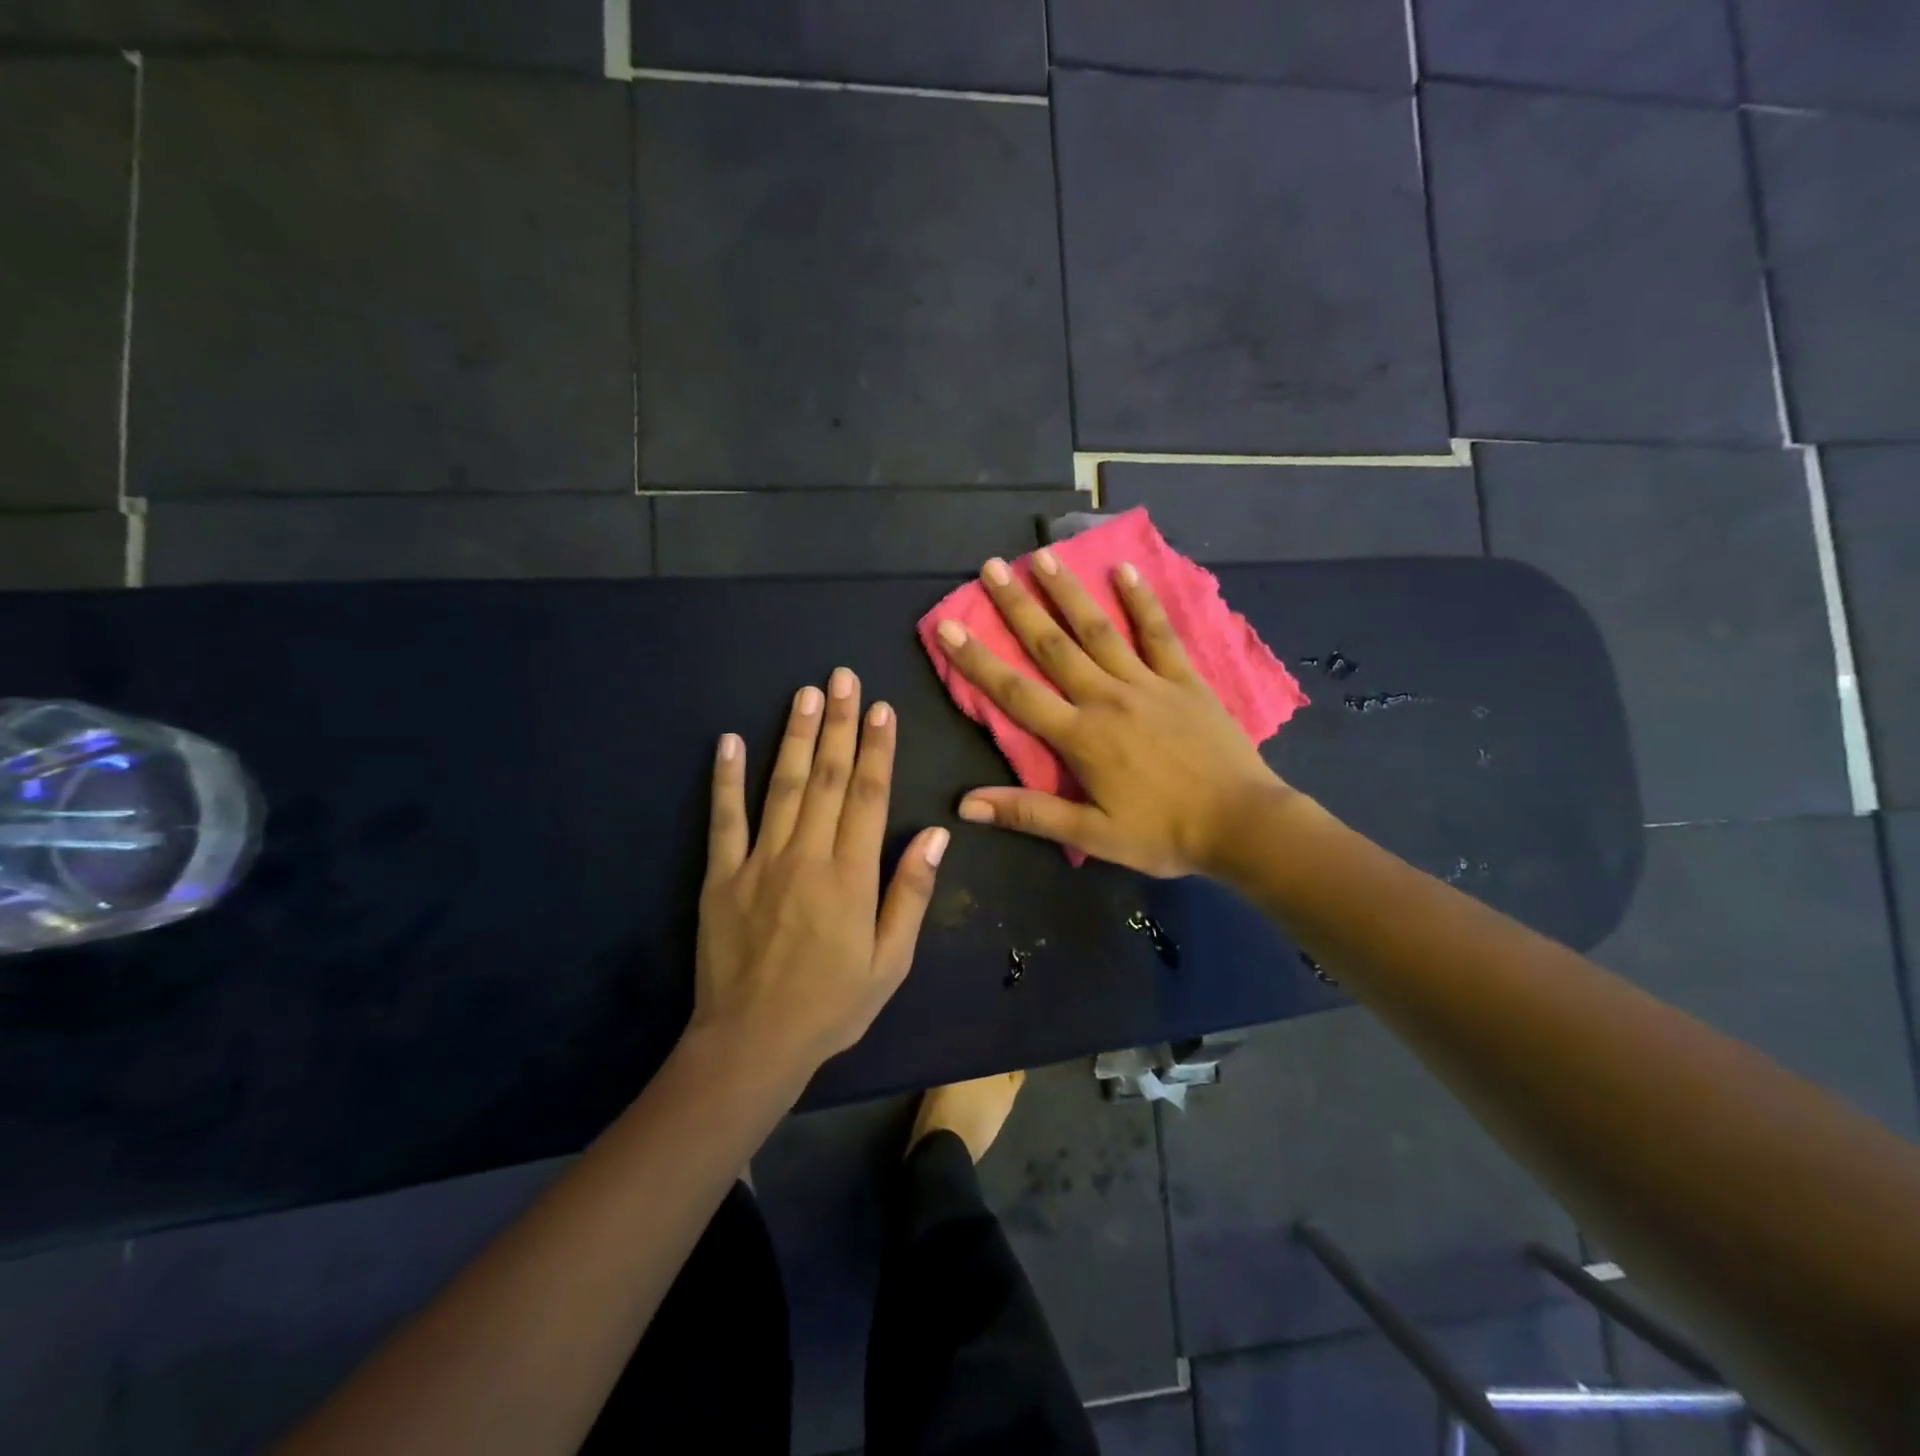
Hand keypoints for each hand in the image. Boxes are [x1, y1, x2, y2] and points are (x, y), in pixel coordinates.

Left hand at [692, 668, 949, 1083]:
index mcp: (851, 876)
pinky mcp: (721, 877)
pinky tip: (730, 741)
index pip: (869, 796)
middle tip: (841, 677)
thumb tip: (938, 834)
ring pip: (781, 787)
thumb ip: (911, 893)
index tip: (880, 708)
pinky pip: (724, 820)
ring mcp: (759, 863)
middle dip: (837, 724)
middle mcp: (807, 856)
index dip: (877, 749)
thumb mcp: (891, 962)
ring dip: (794, 736)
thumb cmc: (832, 1005)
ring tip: (803, 693)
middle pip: (827, 778)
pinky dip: (726, 780)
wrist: (752, 1043)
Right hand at [934, 552, 1288, 877]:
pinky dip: (1142, 601)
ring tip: (1044, 556)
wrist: (1242, 825)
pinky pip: (1159, 633)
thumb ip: (1028, 814)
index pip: (1016, 692)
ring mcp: (1148, 683)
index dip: (977, 660)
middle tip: (991, 567)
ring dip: (1069, 592)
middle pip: (1053, 646)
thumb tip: (965, 805)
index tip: (948, 625)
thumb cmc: (1163, 835)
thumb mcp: (1092, 835)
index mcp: (1080, 736)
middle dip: (1018, 606)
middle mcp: (1107, 698)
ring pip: (1099, 629)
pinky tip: (1126, 570)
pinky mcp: (1184, 679)